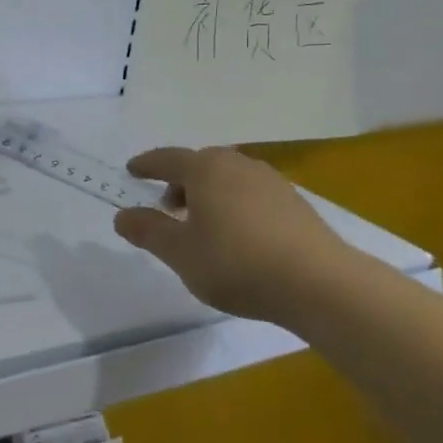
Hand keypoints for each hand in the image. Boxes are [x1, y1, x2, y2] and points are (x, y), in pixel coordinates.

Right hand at [112, 146, 358, 326]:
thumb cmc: (237, 263)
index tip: (131, 171)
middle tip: (168, 207)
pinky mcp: (295, 204)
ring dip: (209, 193)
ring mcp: (271, 183)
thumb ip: (148, 231)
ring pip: (228, 178)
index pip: (167, 159)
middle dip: (180, 181)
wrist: (319, 283)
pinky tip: (237, 235)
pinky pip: (251, 194)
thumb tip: (123, 215)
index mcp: (206, 170)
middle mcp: (238, 166)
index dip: (147, 165)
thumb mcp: (180, 253)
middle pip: (201, 164)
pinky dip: (234, 204)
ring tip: (202, 224)